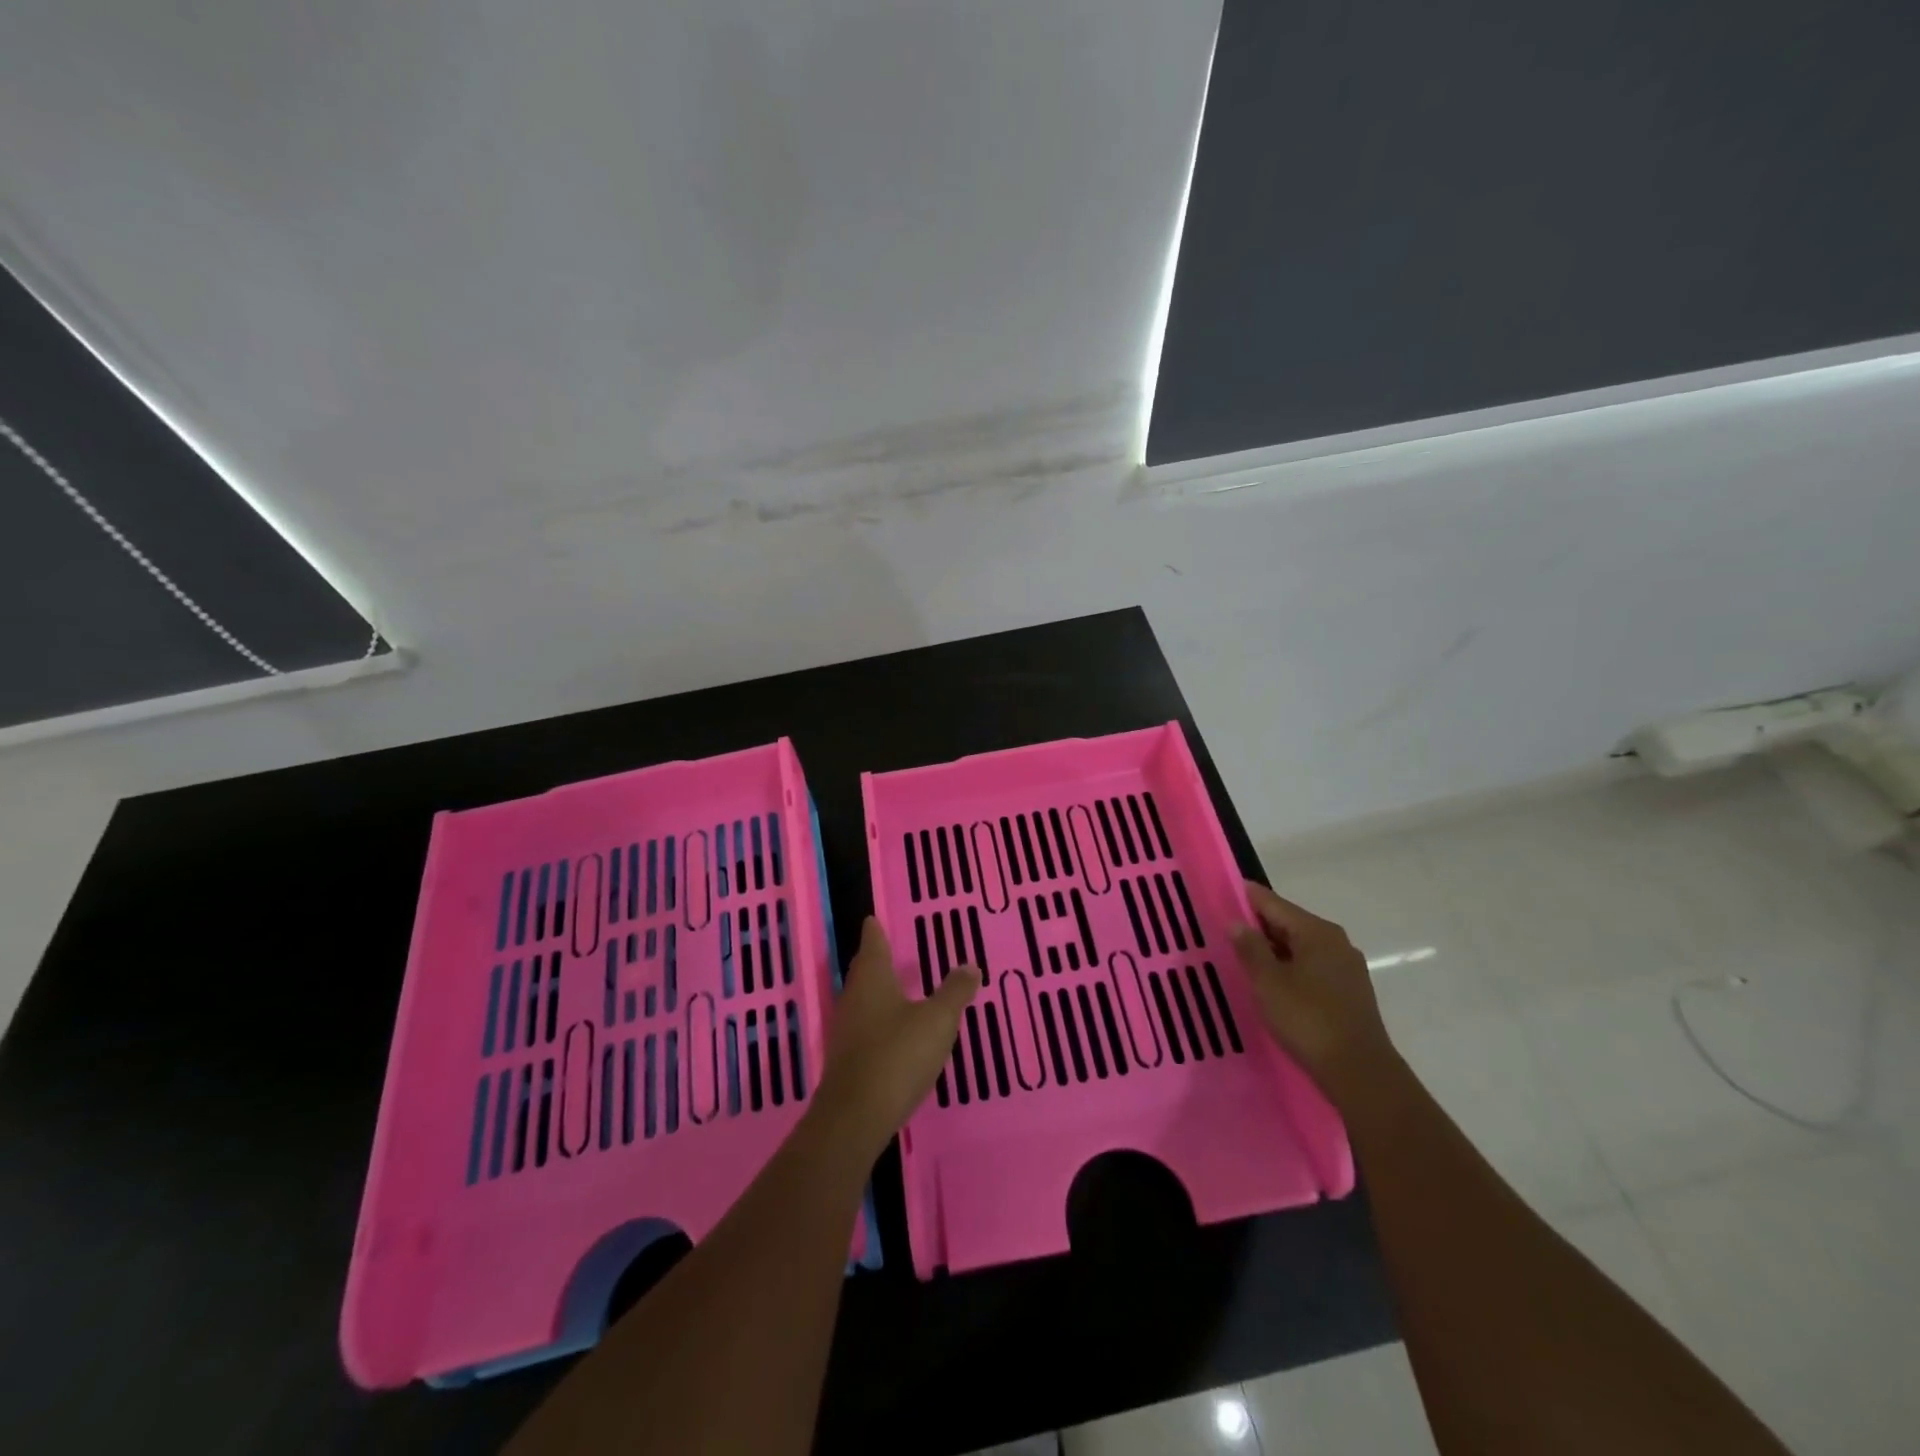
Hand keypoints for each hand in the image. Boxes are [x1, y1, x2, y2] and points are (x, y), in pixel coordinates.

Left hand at [809, 917, 978, 1158]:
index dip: (875, 931)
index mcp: (872, 978)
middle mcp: (854, 997)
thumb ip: (955, 992)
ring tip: (897, 988)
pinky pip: (864, 1027)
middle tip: (888, 950)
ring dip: (878, 992)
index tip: (873, 919)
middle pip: (864, 971)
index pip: (873, 943)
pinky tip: (893, 1032)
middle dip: (876, 960)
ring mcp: (846, 1030)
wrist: (856, 1116)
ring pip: (862, 999)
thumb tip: (970, 965)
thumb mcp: (937, 1021)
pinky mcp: (847, 1059)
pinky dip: (878, 1021)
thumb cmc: (898, 1055)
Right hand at [1230, 881, 1395, 1105]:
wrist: (1360, 1072)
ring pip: (1301, 947)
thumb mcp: (1268, 982)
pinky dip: (1290, 967)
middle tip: (1227, 929)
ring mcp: (1347, 967)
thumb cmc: (1308, 1020)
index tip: (1223, 893)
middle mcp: (1336, 942)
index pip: (1274, 903)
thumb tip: (1237, 922)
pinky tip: (1274, 982)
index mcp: (1317, 932)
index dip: (1247, 897)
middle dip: (1259, 926)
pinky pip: (1312, 967)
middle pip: (1289, 923)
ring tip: (1245, 957)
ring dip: (1274, 949)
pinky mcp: (1350, 992)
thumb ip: (1250, 948)